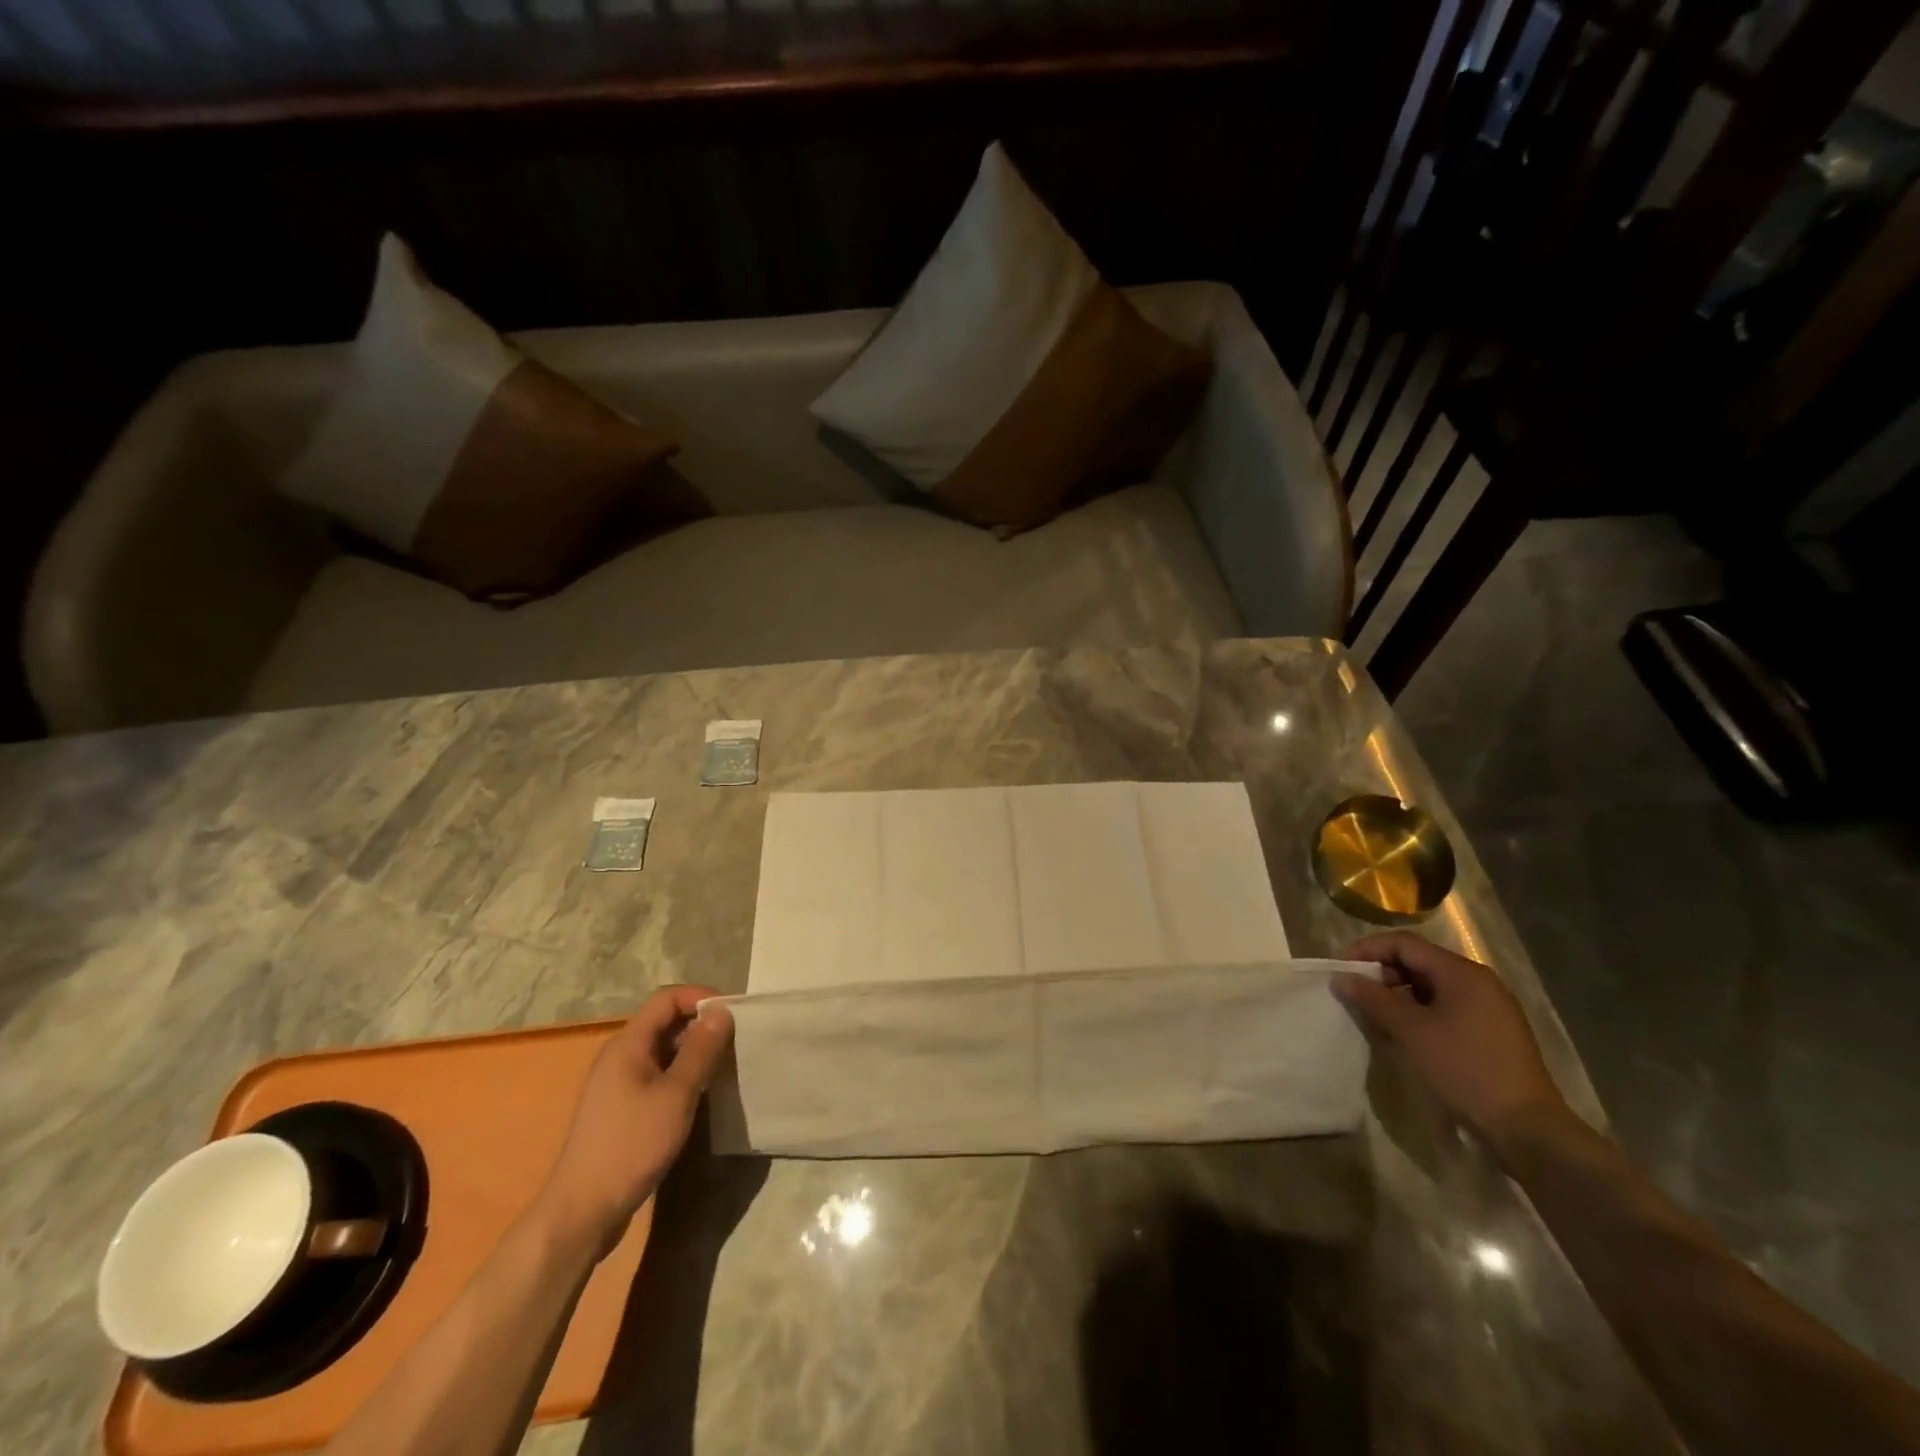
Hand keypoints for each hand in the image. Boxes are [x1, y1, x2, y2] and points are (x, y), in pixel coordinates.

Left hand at [539, 985, 733, 1253]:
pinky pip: (657, 1075)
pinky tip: (700, 1094)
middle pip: (665, 1021)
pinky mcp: (622, 1108)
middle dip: (701, 1024)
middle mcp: (620, 1056)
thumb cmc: (631, 1146)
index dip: (700, 997)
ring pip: (663, 1050)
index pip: (667, 998)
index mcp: (628, 1044)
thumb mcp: (676, 1095)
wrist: (582, 1212)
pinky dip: (682, 1075)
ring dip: (694, 1052)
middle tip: (735, 1040)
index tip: (732, 1014)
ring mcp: (618, 1083)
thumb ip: (701, 1050)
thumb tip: (721, 1011)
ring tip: (724, 1066)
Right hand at [1331, 932, 1567, 1154]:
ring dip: (1398, 996)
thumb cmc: (1465, 1070)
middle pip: (1418, 962)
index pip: (1405, 943)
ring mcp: (1489, 1008)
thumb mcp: (1412, 1032)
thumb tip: (1340, 978)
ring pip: (1431, 987)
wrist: (1527, 1129)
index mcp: (1462, 973)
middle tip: (1357, 997)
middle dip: (1383, 975)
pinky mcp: (1491, 1032)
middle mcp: (1478, 982)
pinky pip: (1446, 1008)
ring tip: (1376, 1018)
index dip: (1368, 950)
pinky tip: (1404, 1035)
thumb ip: (1373, 999)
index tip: (1342, 970)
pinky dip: (1419, 1013)